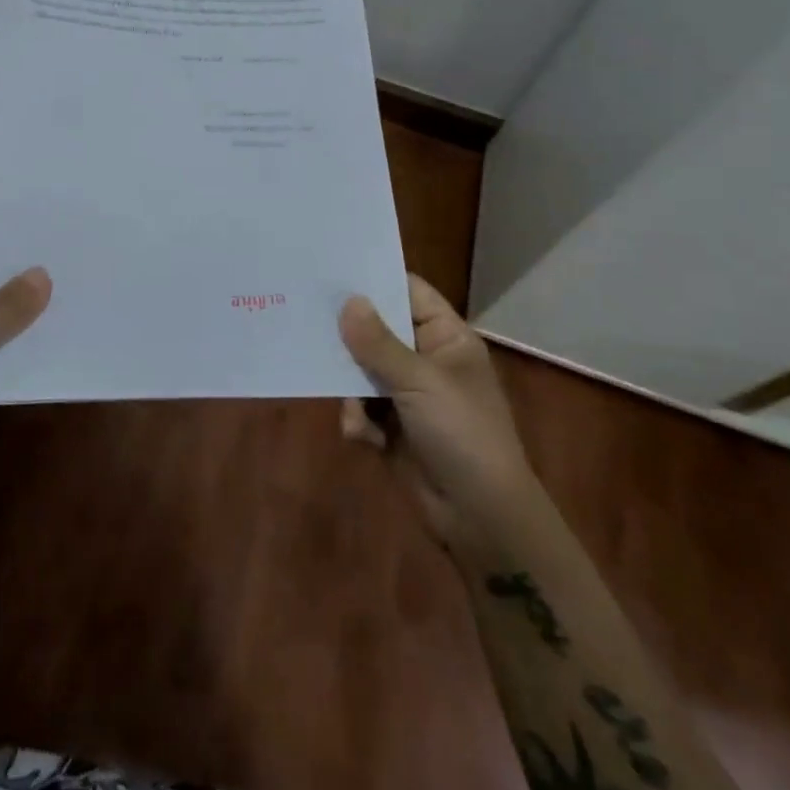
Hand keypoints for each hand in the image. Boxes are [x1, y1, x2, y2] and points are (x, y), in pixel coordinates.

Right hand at [338, 276, 534, 561]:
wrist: (481, 519)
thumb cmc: (463, 434)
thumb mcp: (421, 383)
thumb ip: (379, 343)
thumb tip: (347, 300)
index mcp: (446, 338)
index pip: (408, 292)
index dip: (374, 281)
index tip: (331, 270)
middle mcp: (425, 359)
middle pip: (377, 330)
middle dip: (348, 334)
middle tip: (308, 320)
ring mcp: (407, 394)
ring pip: (361, 370)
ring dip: (351, 388)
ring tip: (350, 402)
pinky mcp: (391, 427)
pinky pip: (360, 407)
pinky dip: (358, 420)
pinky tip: (363, 437)